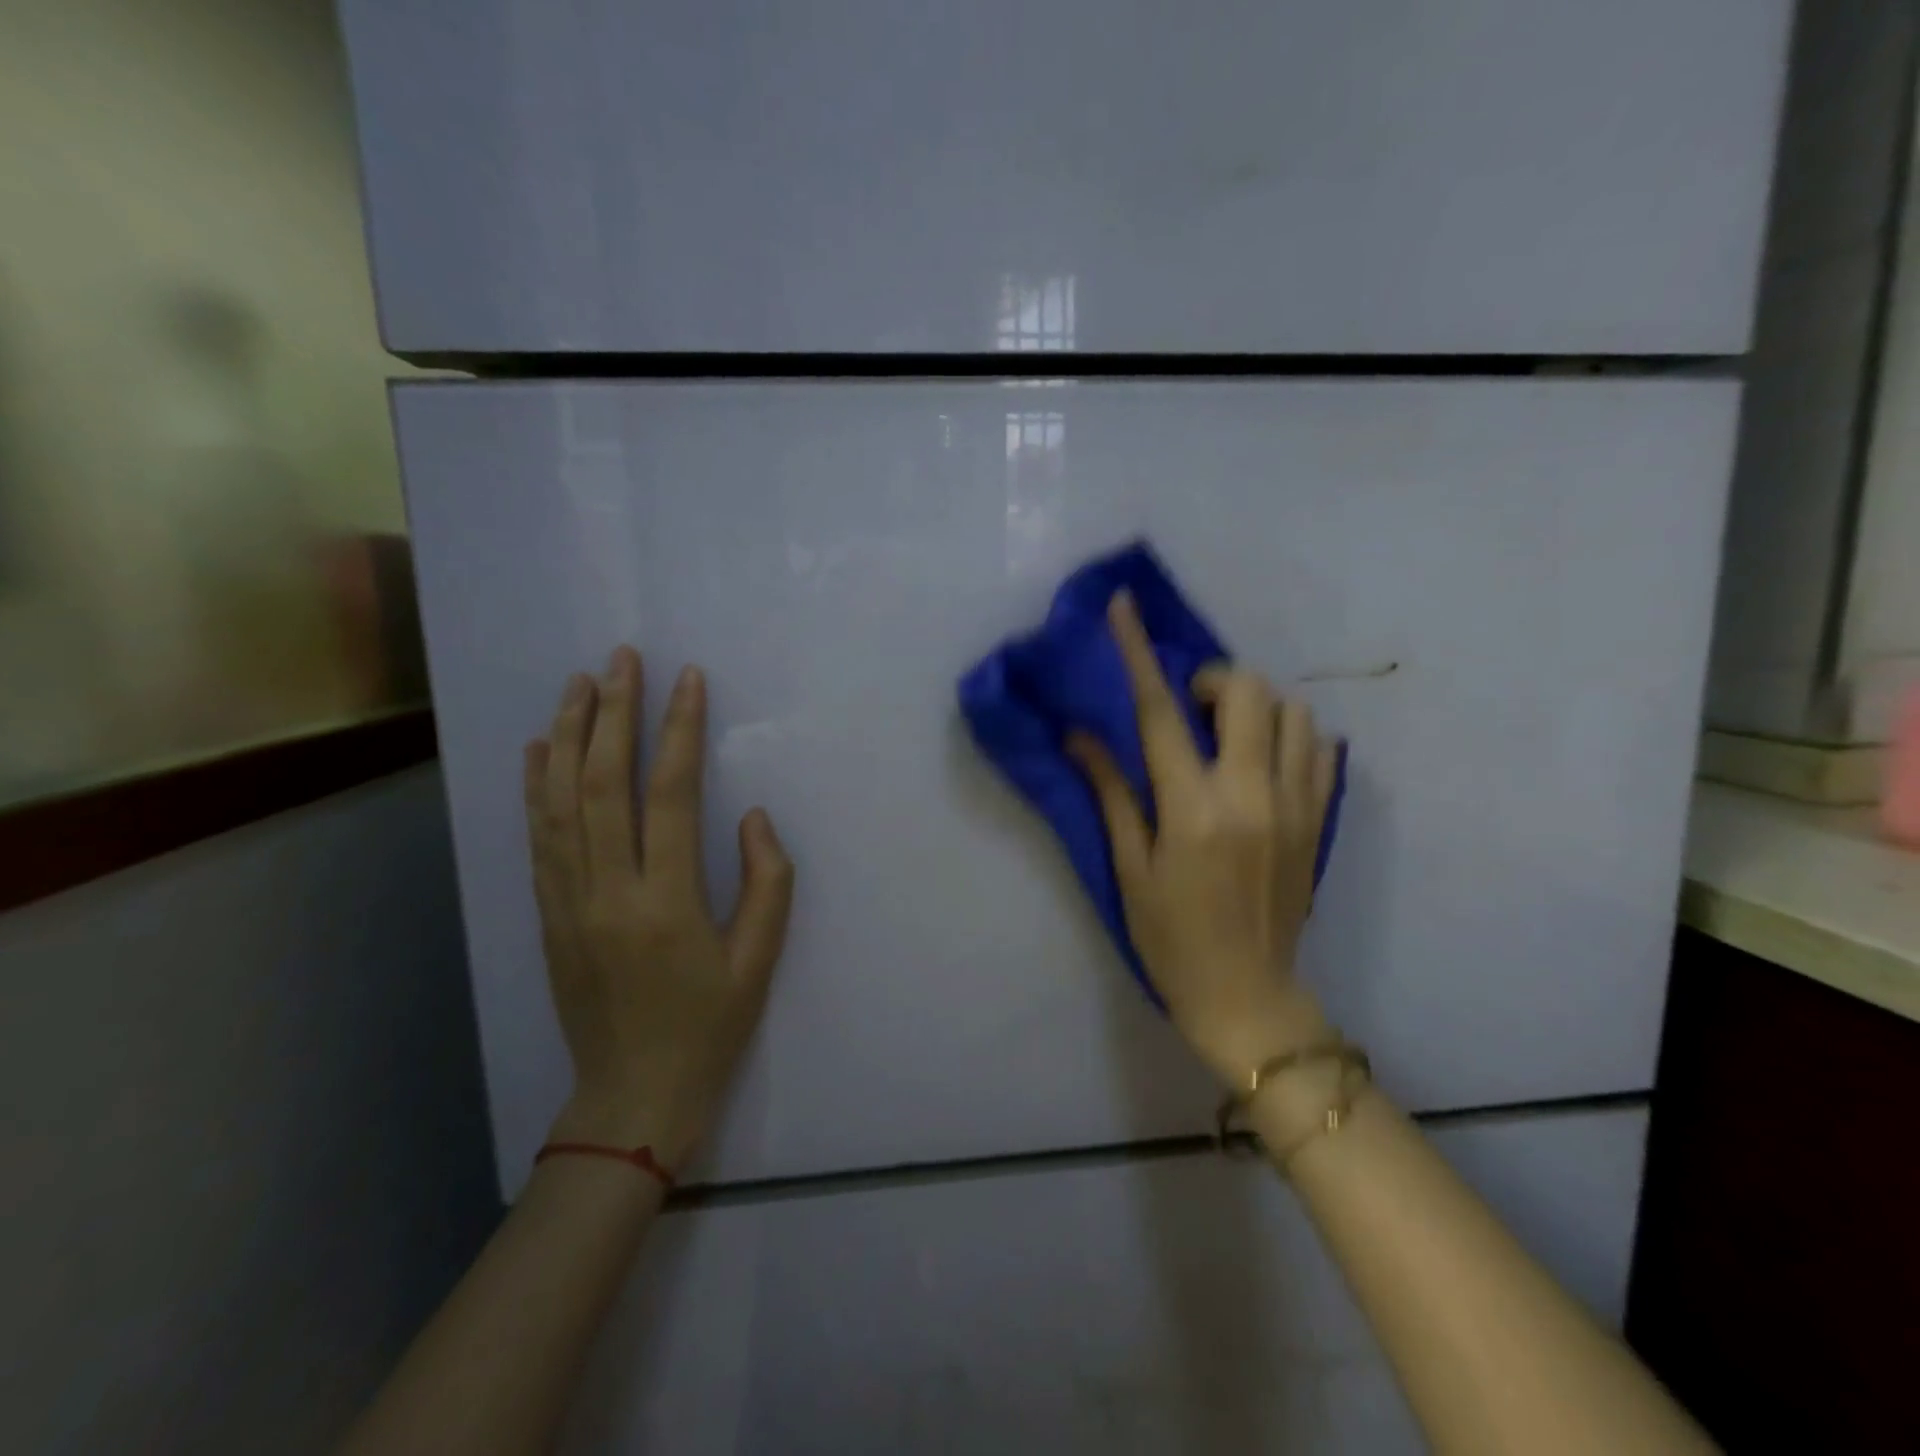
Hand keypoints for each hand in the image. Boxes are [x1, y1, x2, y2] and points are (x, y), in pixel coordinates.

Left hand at [524, 647, 794, 1169]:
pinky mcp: (547, 916)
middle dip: (612, 714)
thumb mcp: (758, 960)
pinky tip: (540, 749)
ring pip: (559, 803)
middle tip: (620, 660)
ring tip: (579, 684)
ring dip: (568, 737)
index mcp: (666, 902)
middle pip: (601, 784)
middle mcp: (607, 891)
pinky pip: (538, 839)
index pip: (669, 794)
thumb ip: (767, 882)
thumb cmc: (708, 1026)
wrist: (632, 1098)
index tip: (687, 680)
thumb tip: (752, 817)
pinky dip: (535, 788)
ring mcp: (567, 903)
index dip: (678, 730)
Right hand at [1068, 593, 1339, 1085]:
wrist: (1248, 996)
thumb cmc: (1171, 938)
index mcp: (1193, 809)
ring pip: (1294, 712)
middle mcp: (1251, 794)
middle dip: (1213, 680)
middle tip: (1189, 708)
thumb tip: (1081, 733)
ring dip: (1256, 705)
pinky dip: (1292, 735)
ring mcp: (1296, 806)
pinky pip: (1321, 749)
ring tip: (1228, 733)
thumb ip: (1111, 791)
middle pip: (1247, 693)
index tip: (1125, 605)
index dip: (1138, 651)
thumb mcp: (1129, 867)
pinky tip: (1264, 758)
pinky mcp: (1319, 821)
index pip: (1160, 711)